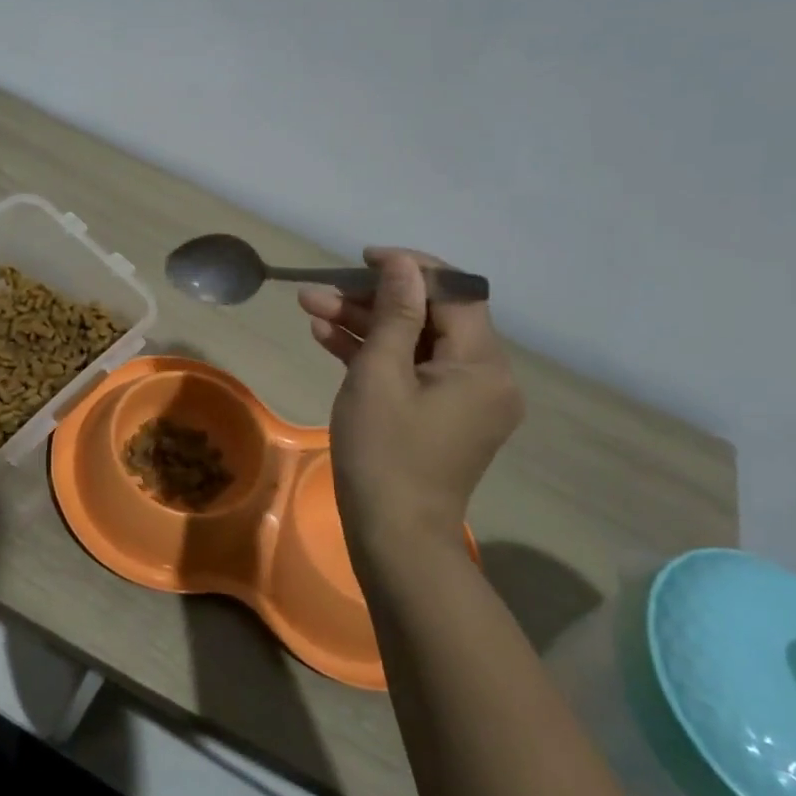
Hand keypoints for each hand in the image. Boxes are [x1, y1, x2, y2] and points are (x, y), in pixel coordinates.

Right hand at [299, 247, 522, 548]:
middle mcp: (485, 377)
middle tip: (320, 290)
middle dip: (372, 299)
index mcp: (482, 364)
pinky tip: (326, 336)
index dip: (410, 268)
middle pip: (430, 317)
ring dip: (365, 324)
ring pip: (413, 343)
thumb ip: (394, 313)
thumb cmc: (384, 452)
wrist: (394, 537)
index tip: (363, 258)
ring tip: (311, 307)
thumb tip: (402, 264)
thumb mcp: (379, 374)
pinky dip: (374, 354)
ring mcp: (463, 399)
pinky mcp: (440, 416)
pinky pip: (411, 371)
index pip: (454, 293)